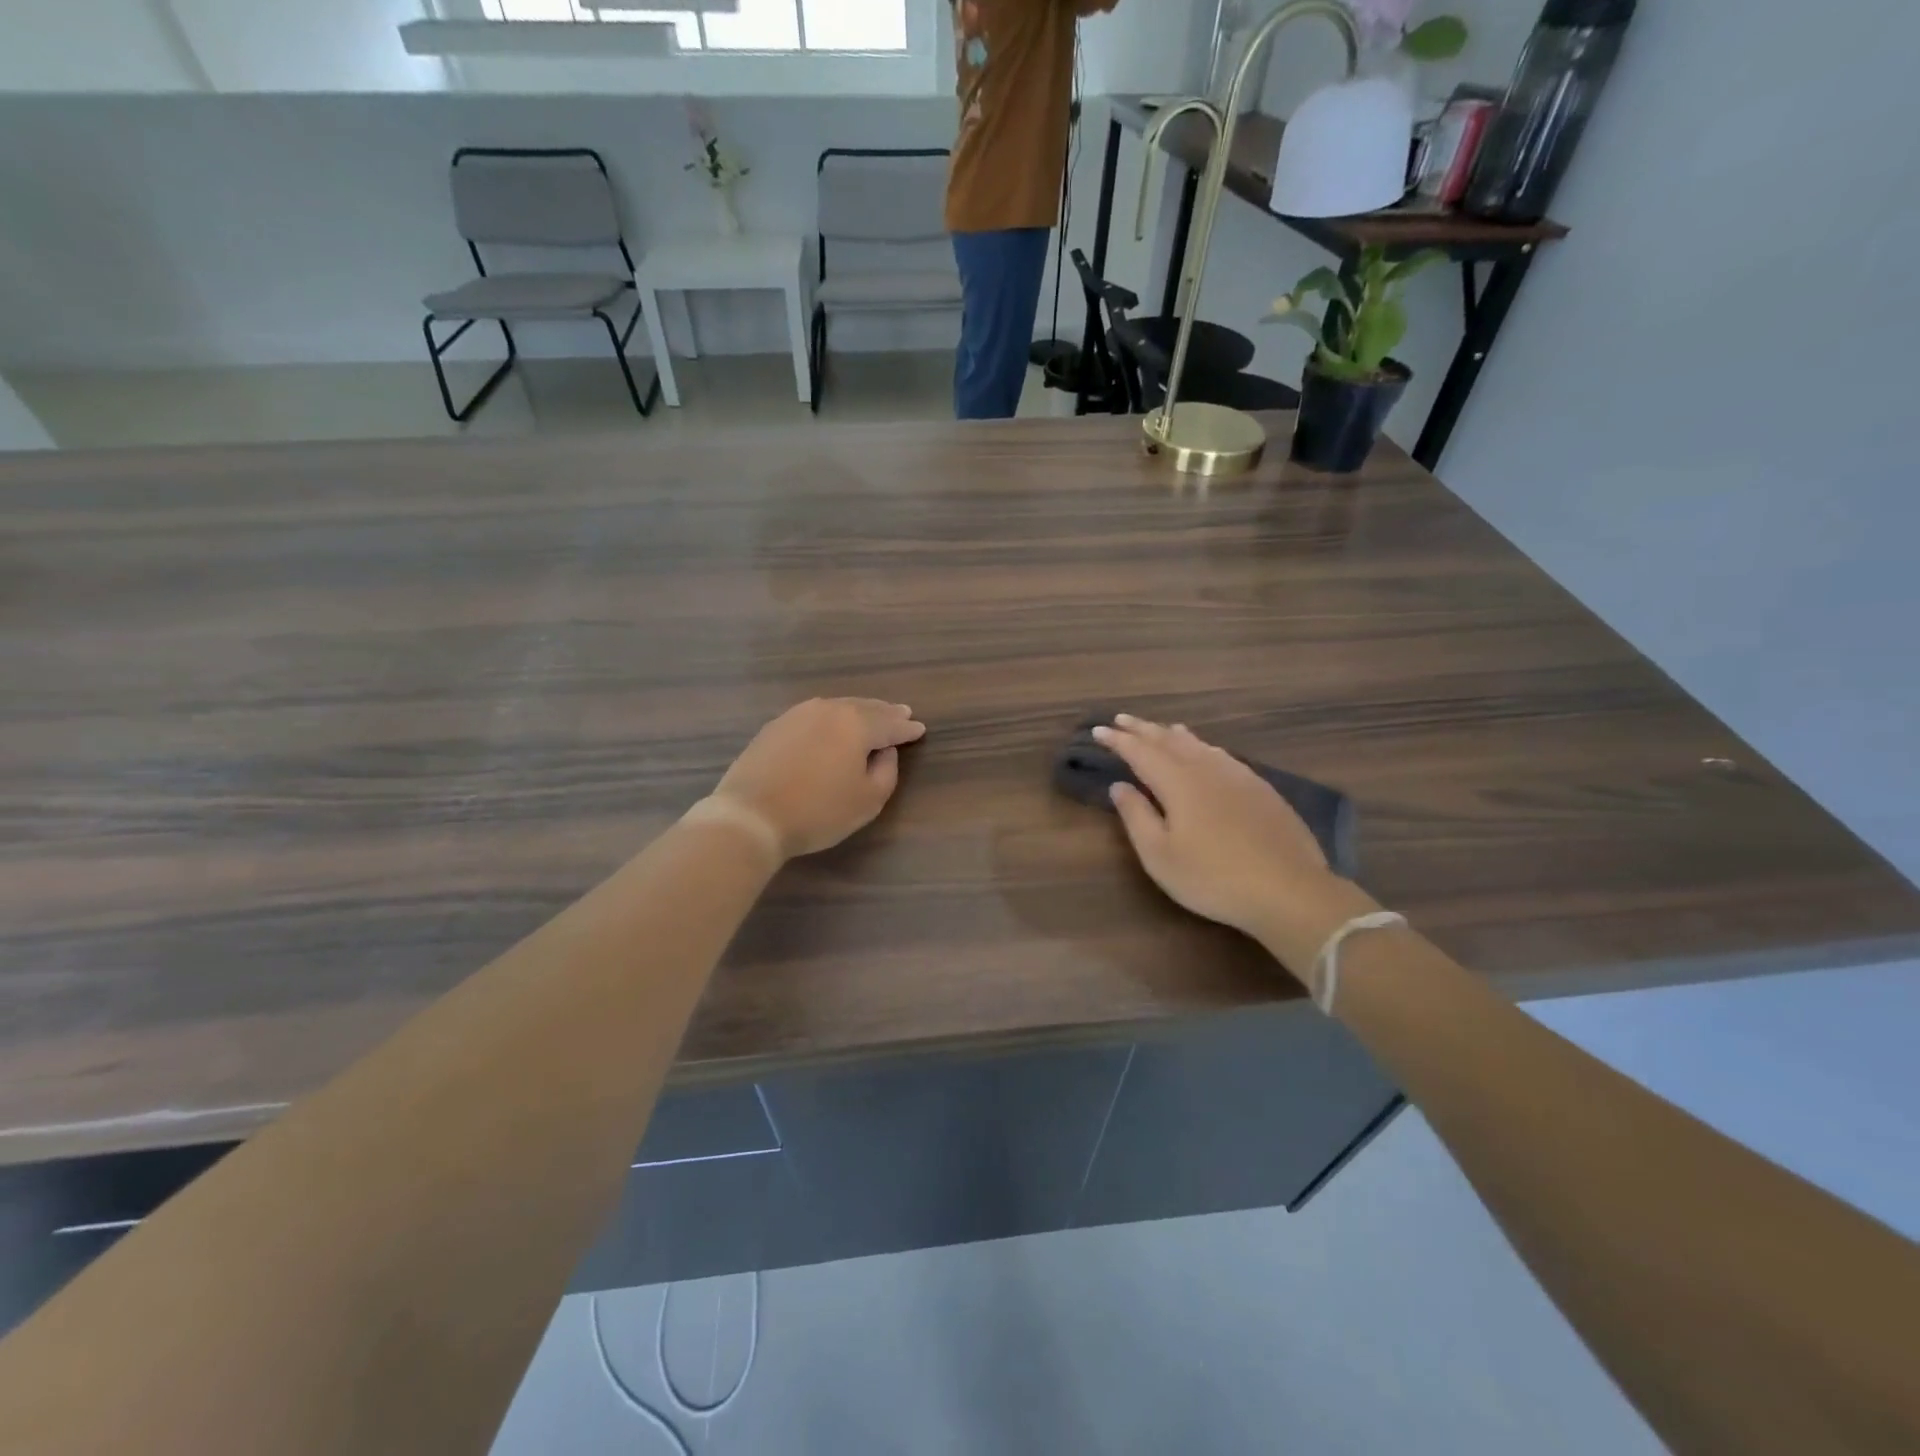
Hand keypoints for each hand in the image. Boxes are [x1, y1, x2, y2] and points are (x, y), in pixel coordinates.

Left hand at [711, 698, 926, 858]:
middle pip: (865, 708)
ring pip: (838, 707)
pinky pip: (815, 715)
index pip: (890, 724)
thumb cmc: (818, 811)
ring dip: (858, 710)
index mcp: (857, 724)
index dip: (907, 729)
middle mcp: (829, 710)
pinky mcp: (775, 726)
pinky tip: (832, 725)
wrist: (751, 815)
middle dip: (885, 712)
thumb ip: (887, 771)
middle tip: (902, 712)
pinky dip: (831, 718)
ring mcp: (798, 714)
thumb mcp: (868, 800)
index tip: (920, 729)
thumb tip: (885, 750)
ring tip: (871, 715)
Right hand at [1096, 714, 1378, 980]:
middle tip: (1122, 719)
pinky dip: (1203, 746)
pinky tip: (1207, 752)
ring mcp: (1238, 776)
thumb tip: (1120, 786)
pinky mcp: (1260, 789)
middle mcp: (1206, 768)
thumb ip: (1136, 816)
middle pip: (1169, 740)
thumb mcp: (1160, 855)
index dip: (1118, 741)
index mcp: (1177, 782)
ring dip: (1174, 734)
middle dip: (1143, 729)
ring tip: (1161, 728)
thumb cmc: (1213, 877)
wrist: (1289, 889)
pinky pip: (1222, 755)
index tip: (1098, 730)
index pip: (1140, 752)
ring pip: (1199, 744)